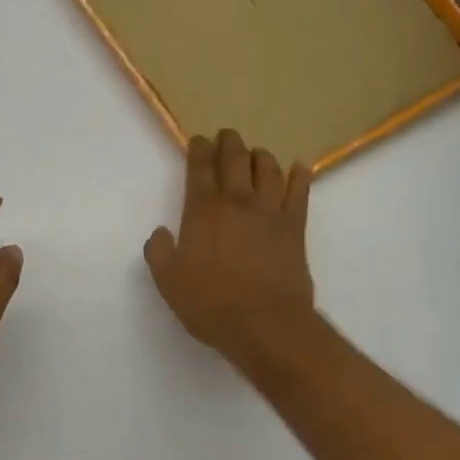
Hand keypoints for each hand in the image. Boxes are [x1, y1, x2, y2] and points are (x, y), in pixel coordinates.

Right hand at [145, 130, 315, 362]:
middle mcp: (237, 201)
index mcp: (203, 209)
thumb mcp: (168, 281)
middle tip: (226, 136)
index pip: (199, 167)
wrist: (265, 324)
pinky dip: (300, 176)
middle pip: (235, 158)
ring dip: (260, 155)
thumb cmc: (210, 303)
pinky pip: (300, 192)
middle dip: (229, 142)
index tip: (198, 141)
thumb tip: (162, 233)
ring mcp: (270, 211)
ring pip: (268, 169)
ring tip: (256, 153)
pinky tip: (299, 167)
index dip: (198, 149)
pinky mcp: (295, 226)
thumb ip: (159, 251)